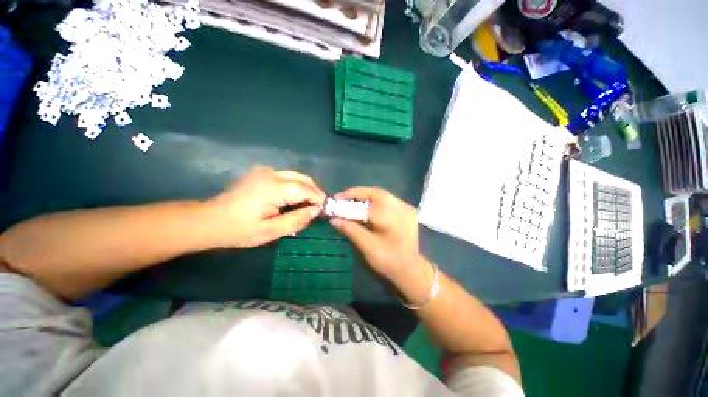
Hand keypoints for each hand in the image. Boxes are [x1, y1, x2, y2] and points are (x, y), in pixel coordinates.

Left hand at [207, 167, 324, 247]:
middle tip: (319, 206)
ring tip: (310, 203)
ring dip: (306, 188)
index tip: (324, 209)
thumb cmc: (239, 230)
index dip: (317, 198)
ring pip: (296, 176)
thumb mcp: (270, 231)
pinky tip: (296, 198)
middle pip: (302, 178)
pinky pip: (287, 176)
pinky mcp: (261, 172)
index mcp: (272, 188)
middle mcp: (270, 173)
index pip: (305, 189)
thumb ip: (296, 220)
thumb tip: (316, 210)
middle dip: (315, 191)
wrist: (209, 220)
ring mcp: (265, 171)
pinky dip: (296, 186)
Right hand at [329, 187, 420, 282]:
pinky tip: (366, 206)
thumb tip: (333, 219)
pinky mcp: (407, 209)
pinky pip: (388, 199)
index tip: (336, 200)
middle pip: (376, 192)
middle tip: (342, 198)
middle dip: (357, 193)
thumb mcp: (367, 247)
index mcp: (392, 219)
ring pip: (382, 194)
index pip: (367, 204)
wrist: (411, 269)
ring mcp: (406, 207)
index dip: (350, 200)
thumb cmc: (388, 261)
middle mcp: (401, 208)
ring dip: (365, 195)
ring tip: (351, 201)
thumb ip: (351, 230)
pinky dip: (374, 199)